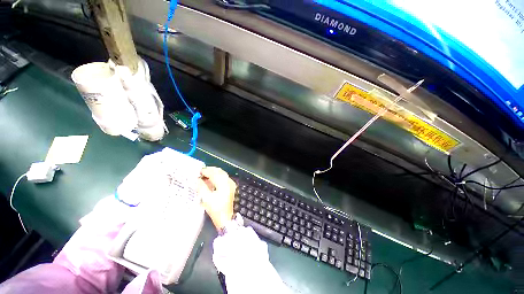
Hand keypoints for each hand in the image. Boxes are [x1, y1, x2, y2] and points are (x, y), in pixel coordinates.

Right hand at [198, 167, 236, 229]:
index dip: (206, 171)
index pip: (214, 173)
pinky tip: (211, 181)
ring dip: (214, 173)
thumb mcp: (206, 198)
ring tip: (205, 176)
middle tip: (201, 173)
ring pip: (222, 174)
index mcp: (223, 183)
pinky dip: (217, 177)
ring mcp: (231, 184)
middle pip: (219, 172)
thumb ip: (201, 187)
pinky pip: (224, 178)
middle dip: (210, 171)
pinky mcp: (231, 187)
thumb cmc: (216, 209)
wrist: (226, 218)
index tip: (198, 171)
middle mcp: (228, 181)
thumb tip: (198, 180)